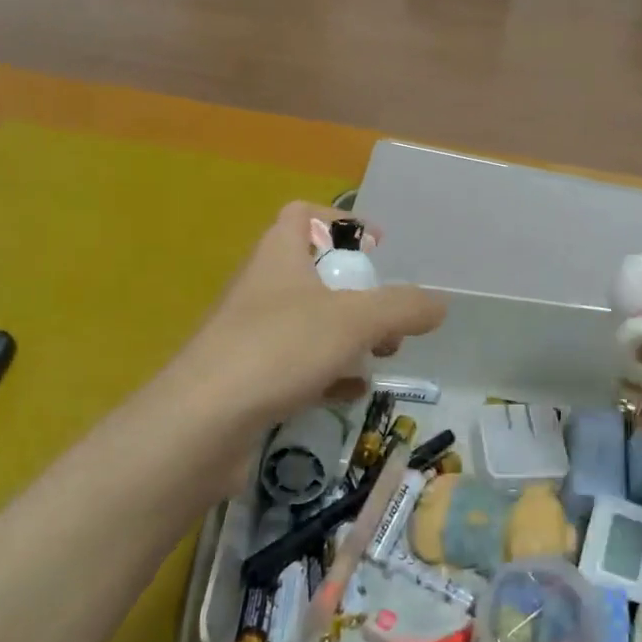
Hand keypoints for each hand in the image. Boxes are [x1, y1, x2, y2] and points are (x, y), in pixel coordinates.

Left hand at [159, 202, 445, 489]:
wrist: (200, 425)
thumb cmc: (279, 350)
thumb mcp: (355, 321)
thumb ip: (403, 308)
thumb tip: (441, 304)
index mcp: (279, 255)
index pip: (302, 215)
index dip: (341, 222)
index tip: (377, 249)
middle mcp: (263, 288)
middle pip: (316, 273)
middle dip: (361, 294)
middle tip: (389, 320)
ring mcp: (252, 335)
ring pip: (311, 322)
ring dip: (349, 336)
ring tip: (381, 357)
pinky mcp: (249, 378)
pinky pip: (297, 365)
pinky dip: (328, 373)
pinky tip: (350, 392)